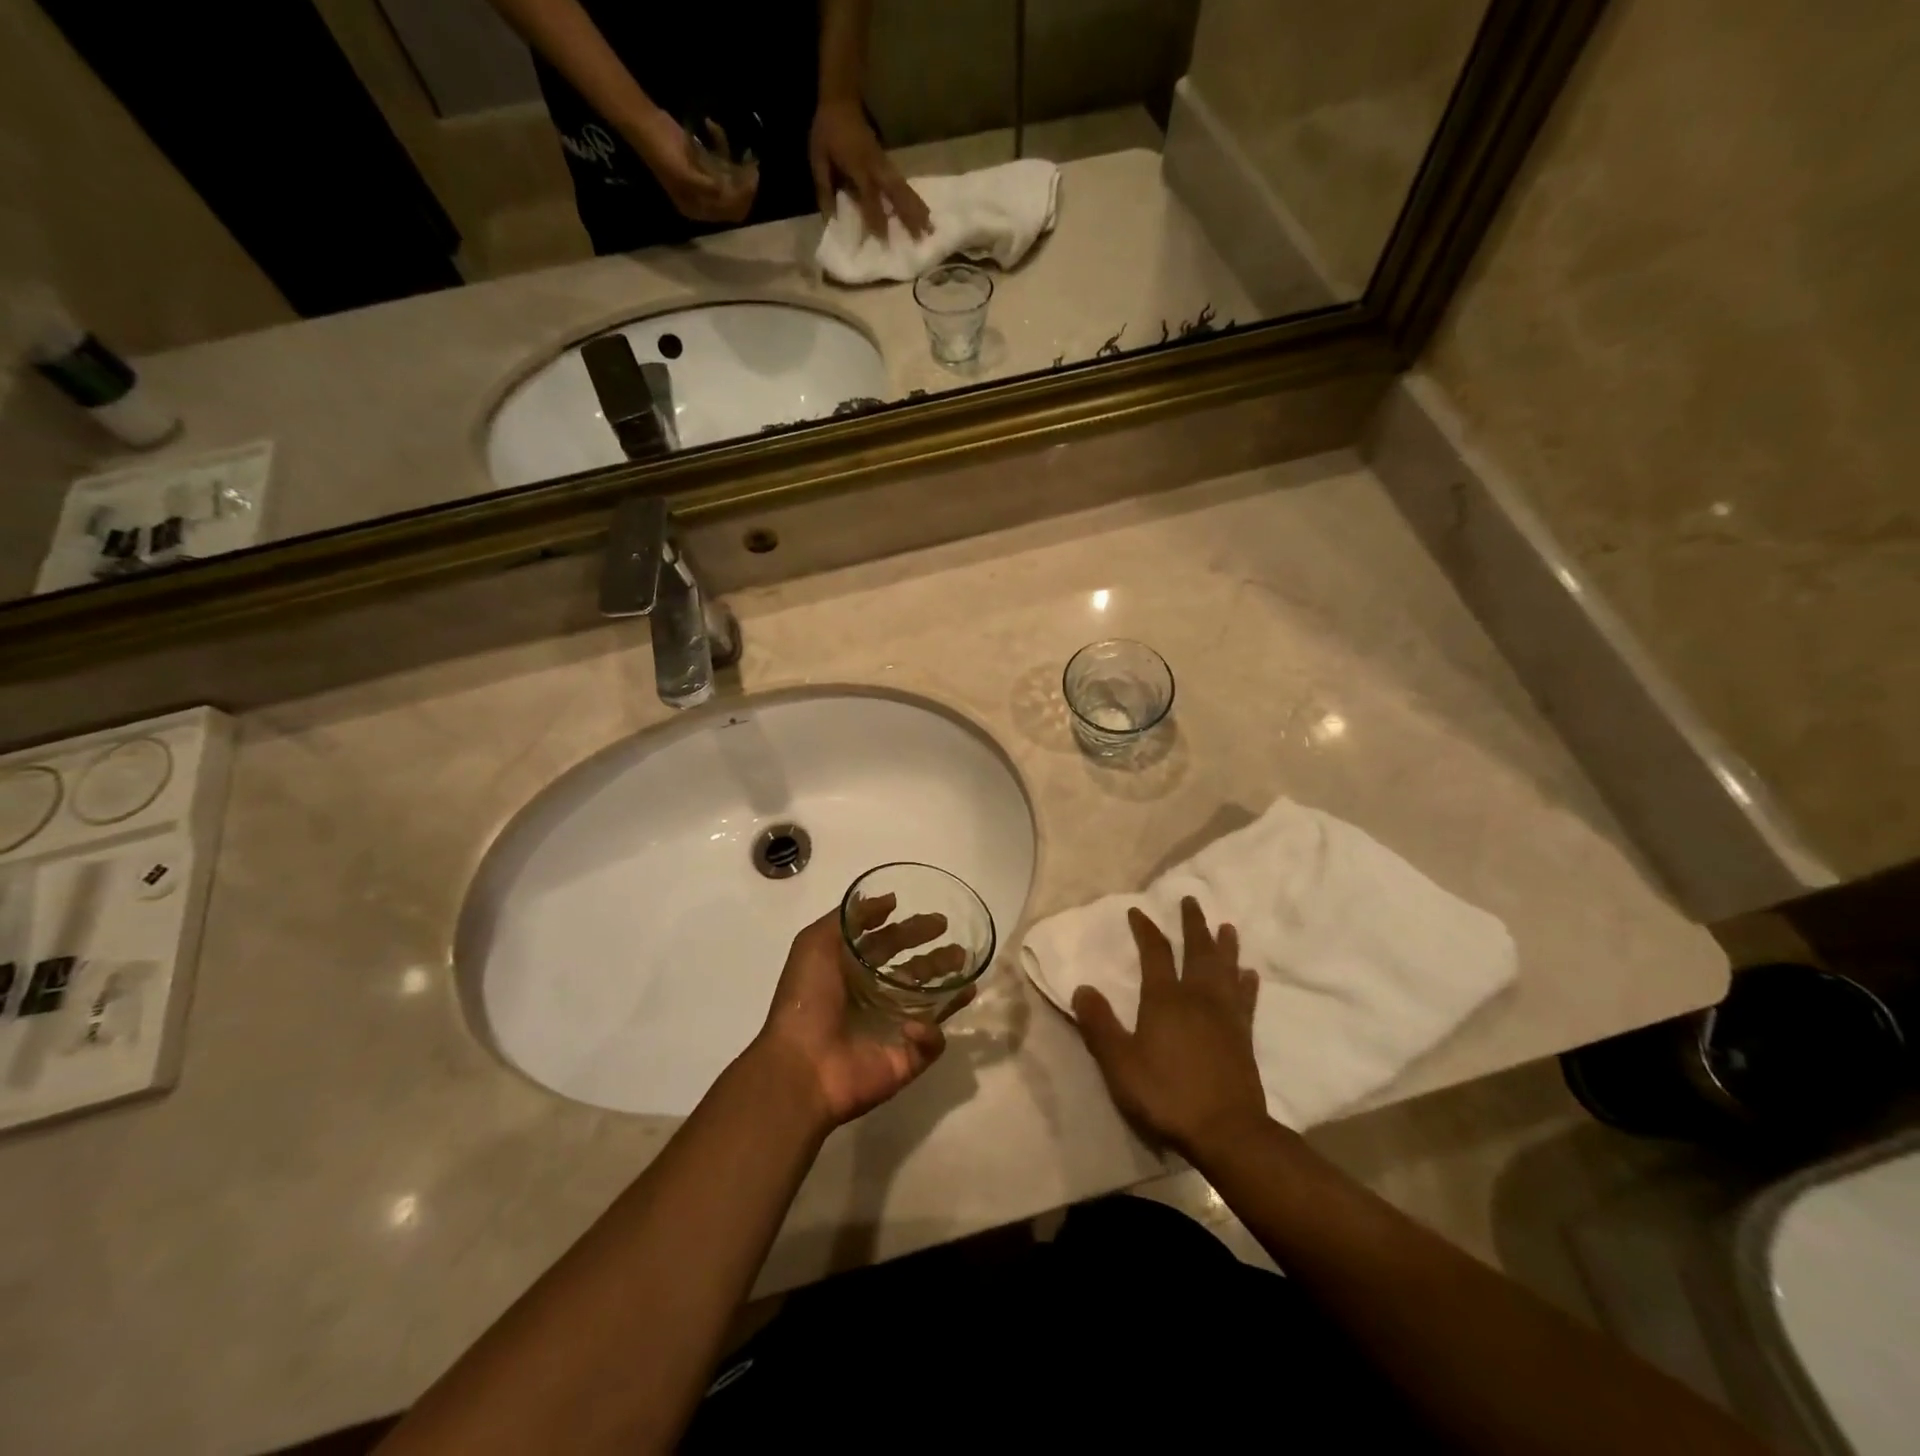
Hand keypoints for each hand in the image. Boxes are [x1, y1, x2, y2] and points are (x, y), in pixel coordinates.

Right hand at [629, 107, 758, 223]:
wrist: (644, 124)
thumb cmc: (662, 151)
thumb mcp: (685, 174)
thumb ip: (707, 188)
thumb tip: (726, 194)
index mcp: (697, 209)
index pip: (730, 213)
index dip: (744, 199)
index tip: (752, 177)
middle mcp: (702, 202)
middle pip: (734, 201)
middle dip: (745, 185)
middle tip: (752, 164)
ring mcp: (703, 183)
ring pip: (730, 181)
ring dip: (735, 164)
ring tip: (736, 147)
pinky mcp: (702, 164)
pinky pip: (720, 161)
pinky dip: (721, 147)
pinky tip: (713, 128)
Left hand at [754, 899, 965, 1129]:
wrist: (800, 1066)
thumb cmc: (806, 1000)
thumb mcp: (816, 943)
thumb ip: (851, 917)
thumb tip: (890, 900)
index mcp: (852, 972)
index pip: (889, 945)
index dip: (911, 931)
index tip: (938, 921)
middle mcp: (874, 999)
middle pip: (914, 973)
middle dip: (937, 958)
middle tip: (959, 948)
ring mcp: (892, 1031)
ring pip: (931, 1005)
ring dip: (950, 988)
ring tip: (966, 972)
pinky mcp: (905, 1060)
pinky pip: (930, 1044)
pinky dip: (929, 1032)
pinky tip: (915, 1025)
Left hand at [810, 99, 931, 240]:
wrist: (841, 99)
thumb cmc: (827, 131)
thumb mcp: (818, 159)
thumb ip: (824, 189)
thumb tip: (831, 220)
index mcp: (857, 166)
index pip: (870, 196)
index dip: (876, 217)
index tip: (884, 240)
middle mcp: (875, 166)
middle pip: (896, 193)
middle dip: (908, 215)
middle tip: (921, 237)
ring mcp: (884, 163)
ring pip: (904, 188)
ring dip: (918, 208)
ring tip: (930, 228)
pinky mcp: (888, 162)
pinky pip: (903, 183)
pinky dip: (914, 199)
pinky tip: (923, 212)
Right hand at [1073, 898, 1268, 1158]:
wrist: (1226, 1131)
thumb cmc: (1167, 1094)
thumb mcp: (1119, 1063)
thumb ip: (1099, 1025)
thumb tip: (1082, 988)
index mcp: (1165, 999)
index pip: (1154, 953)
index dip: (1145, 929)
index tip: (1138, 911)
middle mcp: (1197, 997)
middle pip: (1197, 951)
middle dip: (1192, 924)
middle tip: (1191, 900)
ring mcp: (1225, 1015)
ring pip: (1225, 969)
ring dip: (1225, 946)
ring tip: (1226, 927)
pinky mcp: (1244, 1036)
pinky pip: (1246, 999)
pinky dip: (1246, 983)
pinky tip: (1249, 974)